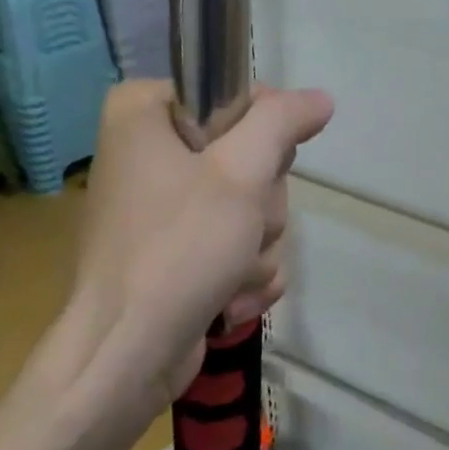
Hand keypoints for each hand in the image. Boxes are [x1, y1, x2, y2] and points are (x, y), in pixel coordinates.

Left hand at [62, 80, 333, 406]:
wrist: (128, 354)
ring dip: (258, 245)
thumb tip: (320, 98)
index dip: (263, 132)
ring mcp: (164, 206)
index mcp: (143, 114)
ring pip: (252, 205)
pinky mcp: (177, 251)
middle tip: (243, 227)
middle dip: (262, 203)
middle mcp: (149, 152)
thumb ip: (282, 122)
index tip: (261, 167)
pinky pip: (237, 244)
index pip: (233, 95)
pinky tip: (231, 299)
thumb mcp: (241, 172)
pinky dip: (245, 273)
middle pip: (249, 155)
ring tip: (232, 274)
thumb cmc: (179, 249)